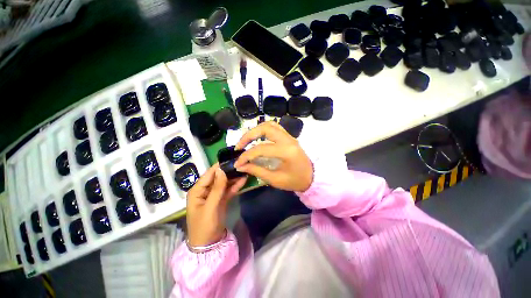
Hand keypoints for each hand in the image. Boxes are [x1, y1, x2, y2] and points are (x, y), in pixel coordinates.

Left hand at [186, 164, 246, 246]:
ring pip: (224, 183)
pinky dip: (235, 186)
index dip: (219, 166)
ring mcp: (214, 195)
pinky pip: (228, 190)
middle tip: (241, 163)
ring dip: (233, 178)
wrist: (208, 244)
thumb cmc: (204, 226)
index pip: (209, 174)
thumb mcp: (210, 207)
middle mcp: (205, 190)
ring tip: (244, 170)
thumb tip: (221, 170)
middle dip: (228, 171)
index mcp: (197, 190)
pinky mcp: (221, 200)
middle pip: (218, 177)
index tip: (231, 158)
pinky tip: (243, 180)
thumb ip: (217, 188)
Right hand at [234, 122, 312, 191]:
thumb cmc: (296, 181)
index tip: (237, 163)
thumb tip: (241, 166)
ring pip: (269, 124)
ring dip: (255, 130)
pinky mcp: (289, 136)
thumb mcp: (275, 179)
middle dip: (248, 136)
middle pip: (264, 128)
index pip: (260, 149)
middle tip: (239, 146)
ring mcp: (289, 135)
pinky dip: (263, 129)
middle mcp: (287, 139)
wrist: (312, 176)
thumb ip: (257, 171)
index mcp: (286, 151)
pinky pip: (274, 127)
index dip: (246, 156)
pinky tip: (257, 137)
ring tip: (246, 141)